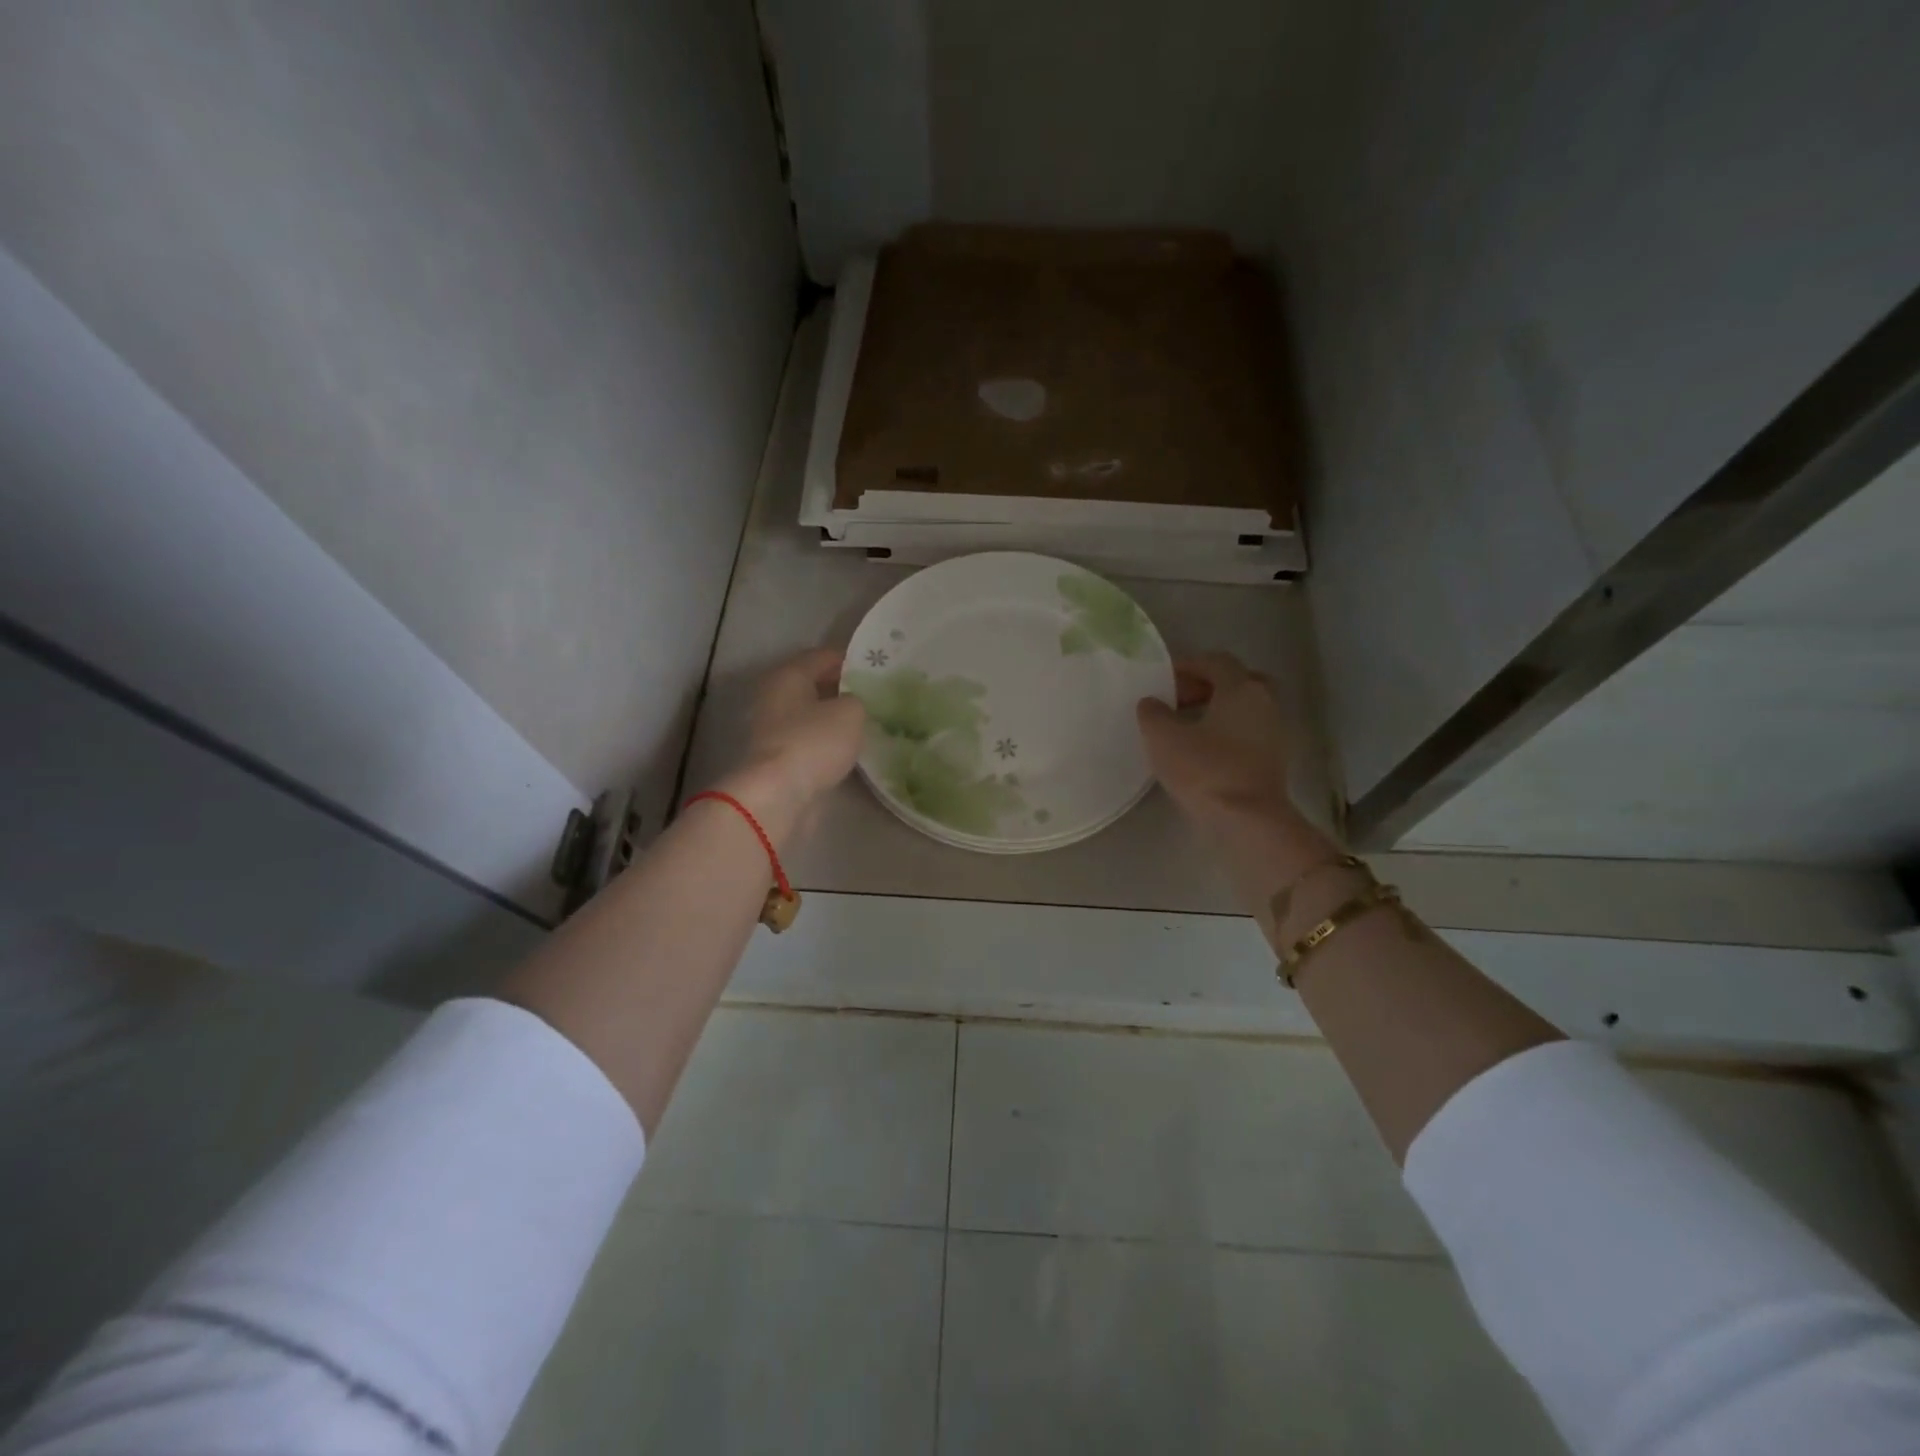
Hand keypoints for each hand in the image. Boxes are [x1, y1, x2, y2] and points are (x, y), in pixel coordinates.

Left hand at [721, 649, 866, 838]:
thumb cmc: (814, 742)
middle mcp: (774, 697)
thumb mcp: (851, 712)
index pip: (821, 656)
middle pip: (812, 685)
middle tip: (872, 696)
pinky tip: (848, 748)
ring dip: (832, 718)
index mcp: (787, 675)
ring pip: (810, 715)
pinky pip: (808, 740)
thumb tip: (850, 705)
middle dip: (841, 689)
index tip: (874, 668)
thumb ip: (856, 699)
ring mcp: (772, 730)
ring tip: (865, 723)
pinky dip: (825, 742)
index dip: (848, 660)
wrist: (779, 796)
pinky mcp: (777, 758)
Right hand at [1136, 653, 1295, 833]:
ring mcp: (1275, 732)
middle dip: (1205, 686)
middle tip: (1178, 701)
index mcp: (1241, 688)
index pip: (1215, 661)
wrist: (1248, 821)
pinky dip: (1227, 733)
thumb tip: (1152, 703)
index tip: (1162, 681)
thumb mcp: (1163, 738)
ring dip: (1216, 711)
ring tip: (1185, 728)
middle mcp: (1265, 702)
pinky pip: (1248, 733)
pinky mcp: (1275, 760)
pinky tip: (1203, 751)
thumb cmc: (1205, 770)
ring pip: (1243, 709)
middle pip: (1235, 681)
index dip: (1186, 666)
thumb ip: (1153, 713)